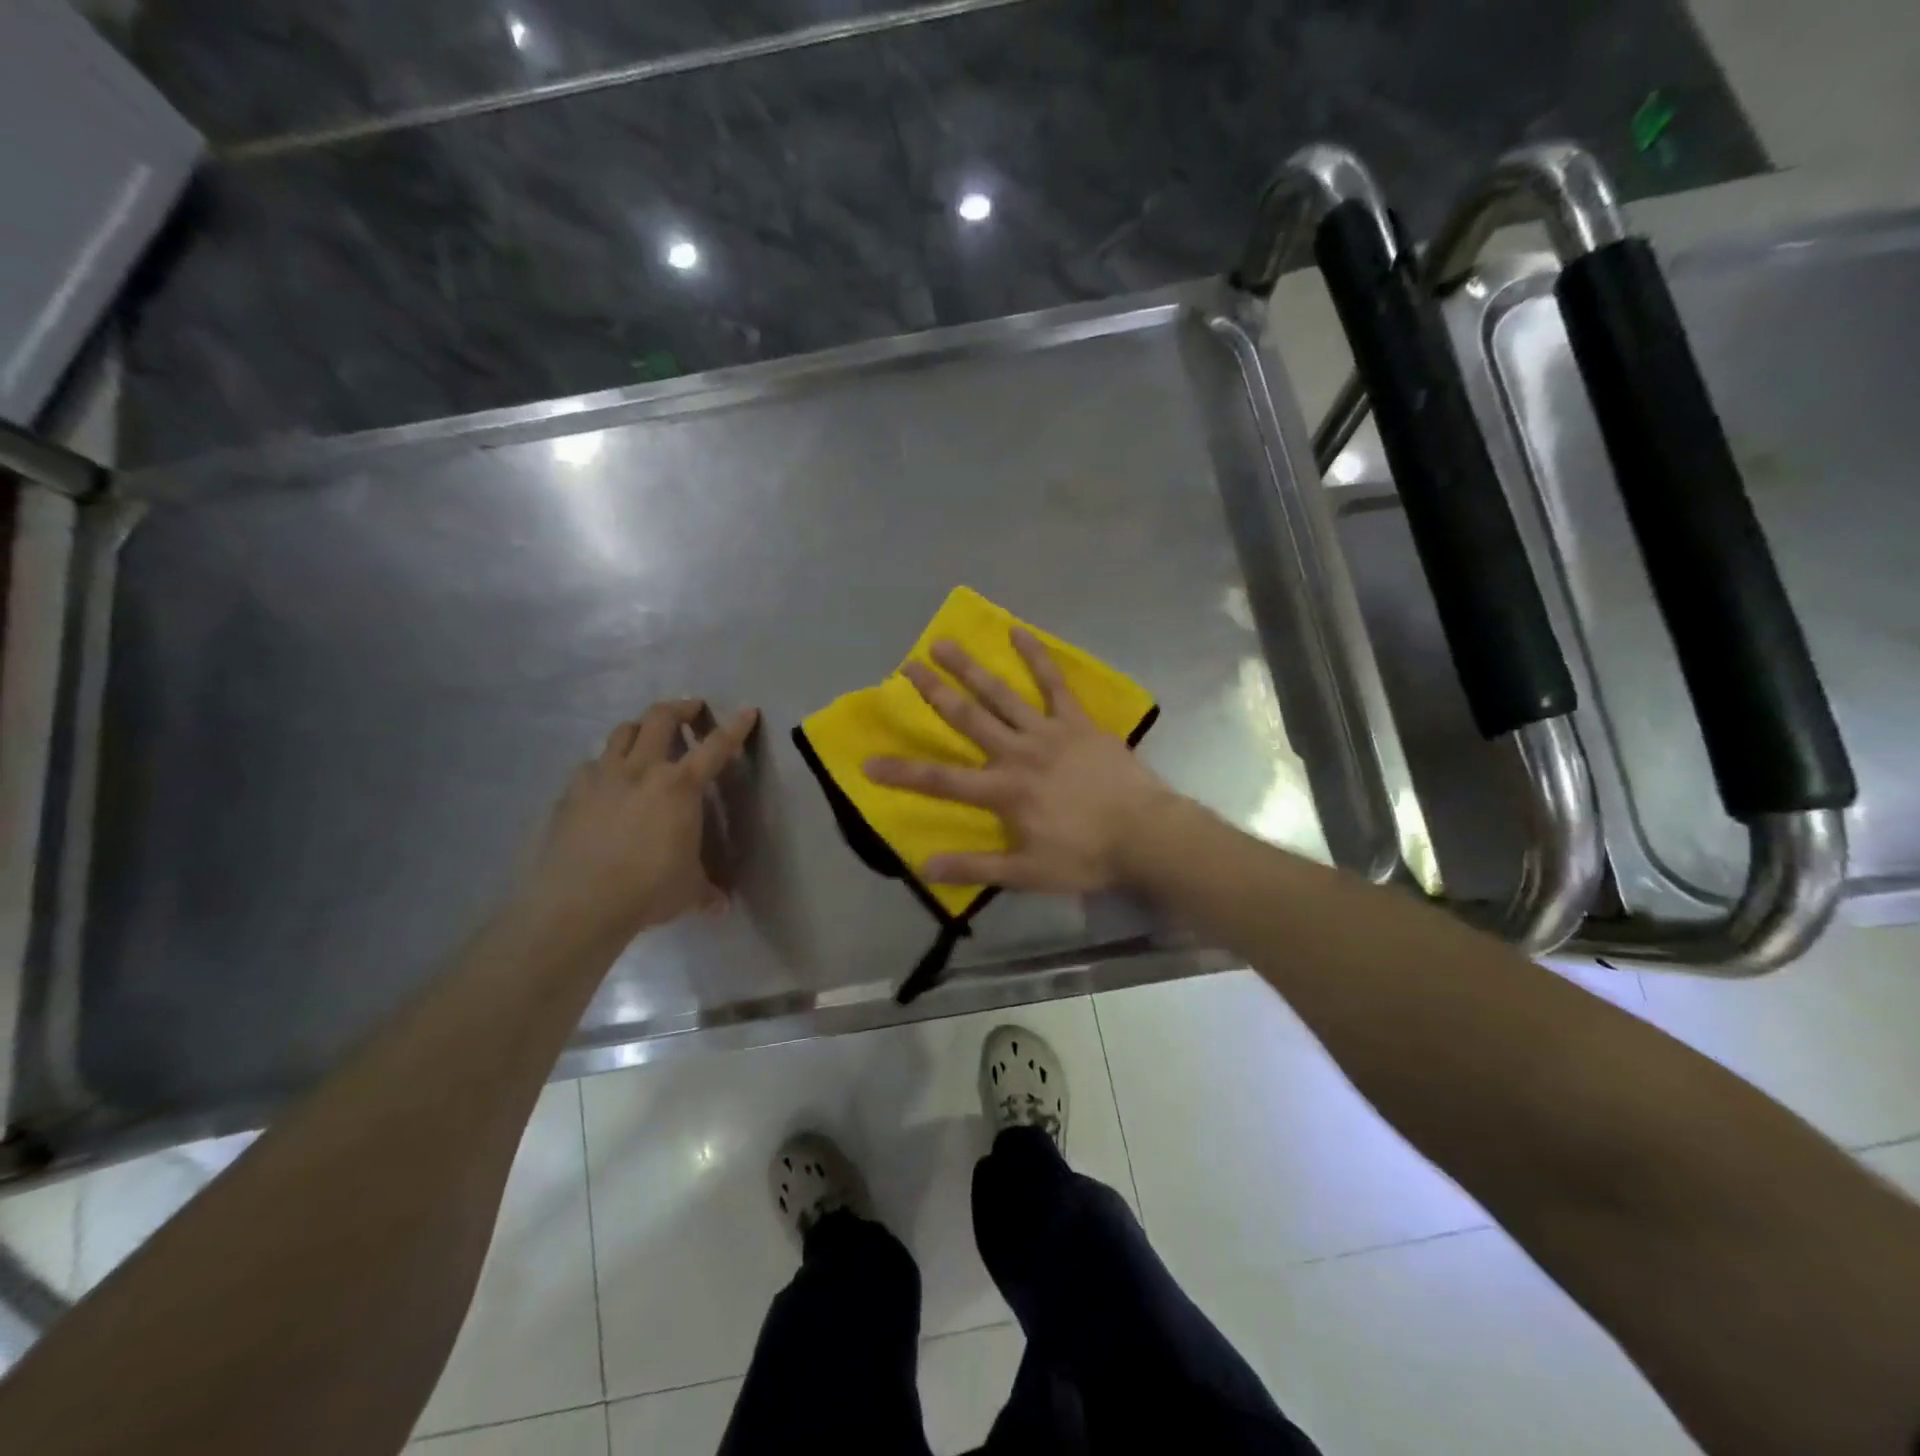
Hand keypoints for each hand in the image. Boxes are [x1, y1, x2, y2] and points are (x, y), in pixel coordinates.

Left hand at [522, 700, 758, 946]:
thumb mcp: (688, 891)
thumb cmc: (649, 890)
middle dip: (680, 708)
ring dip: (639, 728)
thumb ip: (706, 890)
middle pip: (660, 719)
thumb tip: (721, 905)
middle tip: (691, 710)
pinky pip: (590, 767)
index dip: (735, 727)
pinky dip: (603, 766)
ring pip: (622, 733)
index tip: (747, 711)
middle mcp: (642, 770)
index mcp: (681, 787)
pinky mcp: (571, 794)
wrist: (580, 903)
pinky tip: (605, 782)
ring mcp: (602, 778)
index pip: (716, 748)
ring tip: (646, 736)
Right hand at [865, 631, 1173, 892]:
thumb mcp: (1027, 874)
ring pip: (1001, 695)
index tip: (869, 761)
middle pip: (967, 719)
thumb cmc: (1085, 856)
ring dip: (970, 668)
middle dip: (933, 693)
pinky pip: (1055, 684)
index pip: (941, 781)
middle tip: (907, 667)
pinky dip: (1037, 658)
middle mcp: (1017, 753)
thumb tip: (925, 865)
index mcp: (1003, 791)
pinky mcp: (1077, 722)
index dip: (903, 772)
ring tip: (943, 643)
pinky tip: (1019, 632)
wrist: (1145, 834)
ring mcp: (1048, 732)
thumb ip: (976, 867)